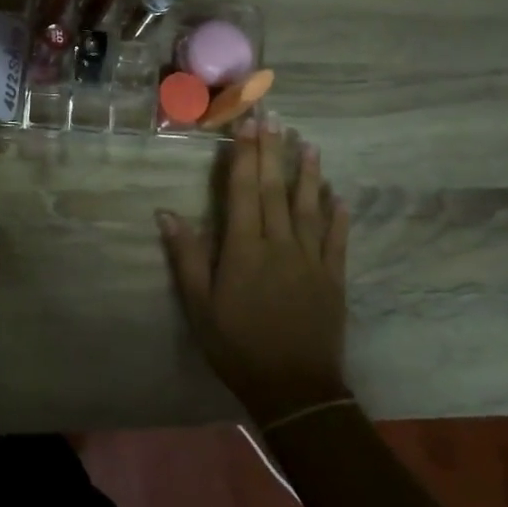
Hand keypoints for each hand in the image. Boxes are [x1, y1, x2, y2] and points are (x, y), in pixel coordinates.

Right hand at [158, 120, 351, 425]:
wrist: (295, 389)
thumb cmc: (237, 346)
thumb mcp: (199, 306)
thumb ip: (186, 257)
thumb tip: (166, 214)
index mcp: (244, 249)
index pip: (243, 192)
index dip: (243, 156)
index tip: (246, 125)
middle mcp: (280, 244)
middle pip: (274, 190)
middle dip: (271, 152)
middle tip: (272, 117)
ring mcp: (312, 259)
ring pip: (310, 207)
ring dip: (308, 174)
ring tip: (308, 143)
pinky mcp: (334, 278)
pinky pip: (337, 240)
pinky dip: (338, 216)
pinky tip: (340, 197)